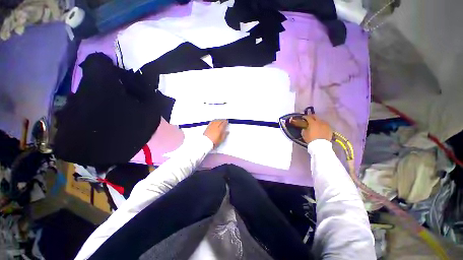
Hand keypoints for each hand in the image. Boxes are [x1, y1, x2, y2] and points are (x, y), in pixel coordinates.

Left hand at [204, 119, 228, 147]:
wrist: (205, 142)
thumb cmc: (213, 142)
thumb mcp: (221, 139)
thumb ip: (225, 135)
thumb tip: (227, 132)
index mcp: (219, 129)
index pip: (223, 124)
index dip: (226, 122)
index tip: (227, 121)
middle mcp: (215, 127)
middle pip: (219, 121)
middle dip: (222, 120)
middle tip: (224, 120)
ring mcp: (211, 126)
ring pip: (215, 121)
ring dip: (218, 119)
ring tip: (220, 119)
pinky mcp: (208, 127)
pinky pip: (212, 122)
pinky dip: (214, 120)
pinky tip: (214, 120)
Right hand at [300, 115, 332, 143]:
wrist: (320, 145)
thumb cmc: (311, 139)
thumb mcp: (304, 134)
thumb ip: (304, 129)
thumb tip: (305, 127)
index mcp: (313, 123)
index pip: (308, 117)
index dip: (305, 117)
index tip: (303, 117)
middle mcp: (320, 122)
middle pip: (316, 116)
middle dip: (312, 116)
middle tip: (309, 118)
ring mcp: (326, 125)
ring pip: (321, 120)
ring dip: (318, 121)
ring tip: (316, 123)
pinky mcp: (330, 129)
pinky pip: (325, 125)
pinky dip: (322, 125)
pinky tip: (321, 127)